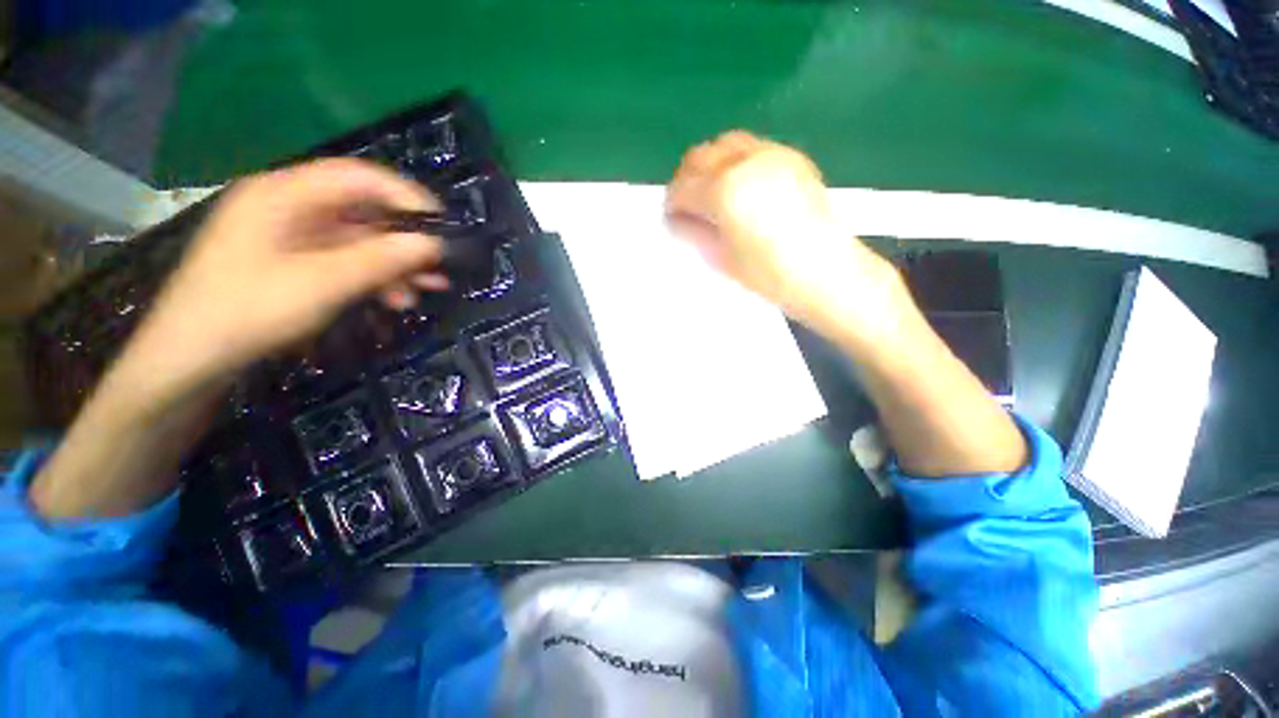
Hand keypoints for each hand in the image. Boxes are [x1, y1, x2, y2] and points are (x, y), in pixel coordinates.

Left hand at [122, 158, 446, 406]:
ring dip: (395, 264)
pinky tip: (396, 299)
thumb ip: (381, 260)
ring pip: (359, 240)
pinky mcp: (295, 262)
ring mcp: (291, 236)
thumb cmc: (249, 311)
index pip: (358, 177)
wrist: (192, 359)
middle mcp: (290, 207)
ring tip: (427, 290)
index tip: (443, 224)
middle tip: (441, 265)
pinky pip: (346, 261)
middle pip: (362, 211)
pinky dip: (375, 277)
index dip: (406, 195)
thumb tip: (434, 244)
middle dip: (405, 240)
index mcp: (284, 194)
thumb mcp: (322, 284)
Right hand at [665, 131, 906, 343]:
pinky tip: (743, 188)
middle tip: (688, 205)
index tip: (672, 217)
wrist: (825, 272)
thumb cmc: (768, 275)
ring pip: (726, 144)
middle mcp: (745, 162)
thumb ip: (695, 231)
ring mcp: (772, 154)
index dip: (672, 203)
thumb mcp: (721, 257)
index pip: (682, 187)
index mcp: (724, 191)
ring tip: (715, 193)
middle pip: (700, 156)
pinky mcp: (792, 157)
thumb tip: (679, 217)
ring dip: (711, 165)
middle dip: (687, 179)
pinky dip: (737, 163)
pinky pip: (752, 149)